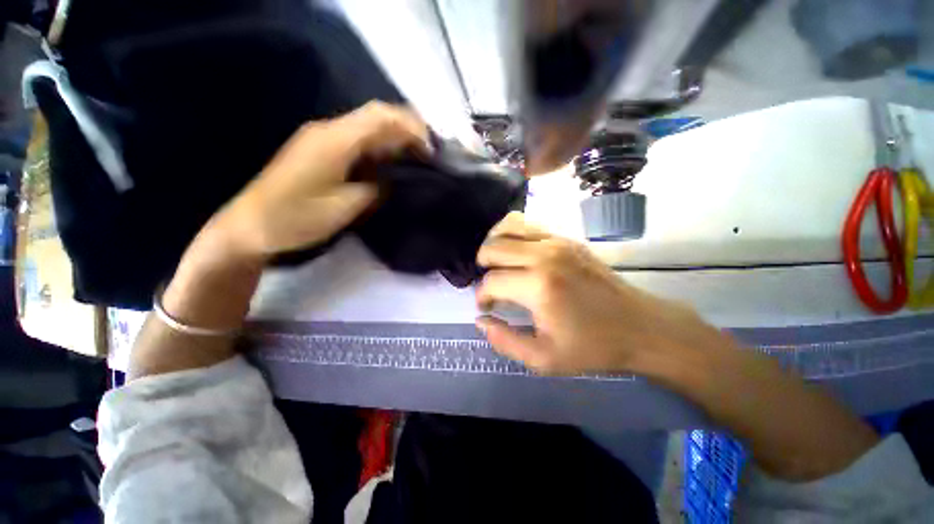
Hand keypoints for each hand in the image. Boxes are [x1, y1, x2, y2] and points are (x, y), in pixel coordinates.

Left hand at [211, 101, 429, 258]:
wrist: (251, 226)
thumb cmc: (296, 218)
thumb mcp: (344, 207)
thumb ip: (374, 189)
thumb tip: (392, 181)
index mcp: (335, 140)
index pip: (381, 117)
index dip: (411, 127)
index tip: (432, 150)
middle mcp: (329, 130)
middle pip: (376, 115)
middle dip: (408, 128)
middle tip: (430, 153)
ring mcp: (323, 139)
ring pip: (368, 127)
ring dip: (395, 138)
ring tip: (418, 158)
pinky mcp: (321, 151)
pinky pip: (358, 140)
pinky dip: (380, 147)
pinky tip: (391, 163)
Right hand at [475, 212, 730, 375]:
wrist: (640, 326)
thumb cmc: (592, 347)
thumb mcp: (544, 359)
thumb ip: (504, 341)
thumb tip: (481, 320)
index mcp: (539, 286)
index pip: (492, 281)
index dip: (482, 296)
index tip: (486, 306)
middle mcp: (544, 255)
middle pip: (494, 247)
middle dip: (482, 265)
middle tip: (490, 284)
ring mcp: (557, 241)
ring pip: (508, 226)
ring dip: (494, 243)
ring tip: (496, 262)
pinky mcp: (567, 238)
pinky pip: (528, 224)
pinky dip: (512, 233)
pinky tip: (516, 252)